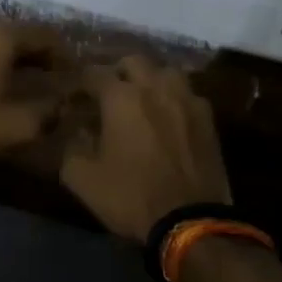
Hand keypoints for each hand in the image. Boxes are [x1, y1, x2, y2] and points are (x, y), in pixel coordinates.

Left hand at [0, 23, 65, 167]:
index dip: (67, 56)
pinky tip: (3, 85)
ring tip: (35, 83)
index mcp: (1, 36)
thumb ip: (50, 111)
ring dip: (20, 59)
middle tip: (60, 79)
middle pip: (22, 35)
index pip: (46, 36)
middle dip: (44, 56)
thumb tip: (65, 103)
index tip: (78, 77)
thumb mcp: (19, 125)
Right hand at [60, 55, 231, 242]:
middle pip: (134, 61)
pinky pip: (188, 95)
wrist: (190, 221)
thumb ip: (72, 147)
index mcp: (121, 98)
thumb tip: (76, 131)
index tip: (74, 97)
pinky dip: (174, 99)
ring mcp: (187, 100)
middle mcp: (156, 88)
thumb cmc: (131, 196)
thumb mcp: (83, 178)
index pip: (94, 73)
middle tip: (108, 93)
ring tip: (143, 100)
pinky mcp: (209, 119)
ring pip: (167, 72)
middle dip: (118, 72)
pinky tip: (169, 118)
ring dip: (151, 80)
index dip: (81, 83)